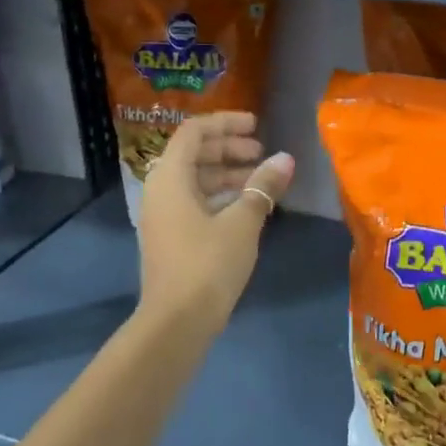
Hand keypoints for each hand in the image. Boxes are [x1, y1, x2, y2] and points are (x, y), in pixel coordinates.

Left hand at [136, 112, 294, 339]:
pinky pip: (193, 202)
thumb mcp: (243, 222)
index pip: (194, 132)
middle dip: (228, 148)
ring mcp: (162, 216)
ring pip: (195, 180)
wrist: (176, 322)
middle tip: (262, 153)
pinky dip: (219, 196)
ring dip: (227, 173)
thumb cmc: (208, 265)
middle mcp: (160, 190)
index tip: (256, 126)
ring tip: (260, 179)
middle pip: (193, 154)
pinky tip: (246, 207)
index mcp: (170, 177)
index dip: (226, 123)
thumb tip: (285, 159)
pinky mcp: (169, 237)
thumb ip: (263, 186)